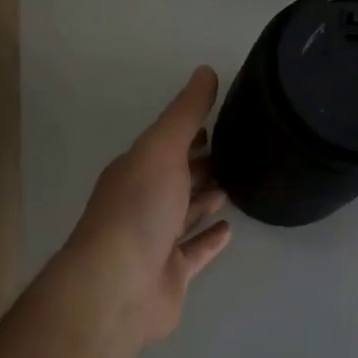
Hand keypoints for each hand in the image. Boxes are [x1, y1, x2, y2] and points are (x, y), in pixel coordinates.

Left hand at [58, 67, 232, 347]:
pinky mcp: (171, 275)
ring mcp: (156, 240)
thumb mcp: (162, 148)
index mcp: (136, 169)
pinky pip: (195, 251)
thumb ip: (185, 113)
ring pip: (186, 212)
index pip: (167, 143)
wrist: (117, 287)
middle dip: (203, 161)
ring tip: (238, 182)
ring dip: (207, 197)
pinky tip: (230, 229)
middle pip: (177, 176)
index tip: (223, 117)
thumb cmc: (138, 208)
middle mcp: (143, 201)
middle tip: (241, 149)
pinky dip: (210, 239)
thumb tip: (205, 70)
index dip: (192, 130)